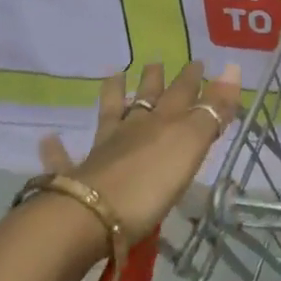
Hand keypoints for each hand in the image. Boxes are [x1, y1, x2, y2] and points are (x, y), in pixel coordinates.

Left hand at [37, 60, 241, 245]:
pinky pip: (63, 160)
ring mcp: (100, 153)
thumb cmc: (150, 182)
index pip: (182, 94)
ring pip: (108, 117)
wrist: (88, 218)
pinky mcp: (75, 180)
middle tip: (154, 62)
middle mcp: (130, 131)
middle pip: (145, 100)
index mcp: (161, 123)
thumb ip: (212, 109)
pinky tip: (48, 139)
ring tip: (111, 76)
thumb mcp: (190, 144)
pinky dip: (56, 150)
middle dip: (154, 81)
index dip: (192, 79)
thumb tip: (233, 67)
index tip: (199, 62)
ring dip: (111, 96)